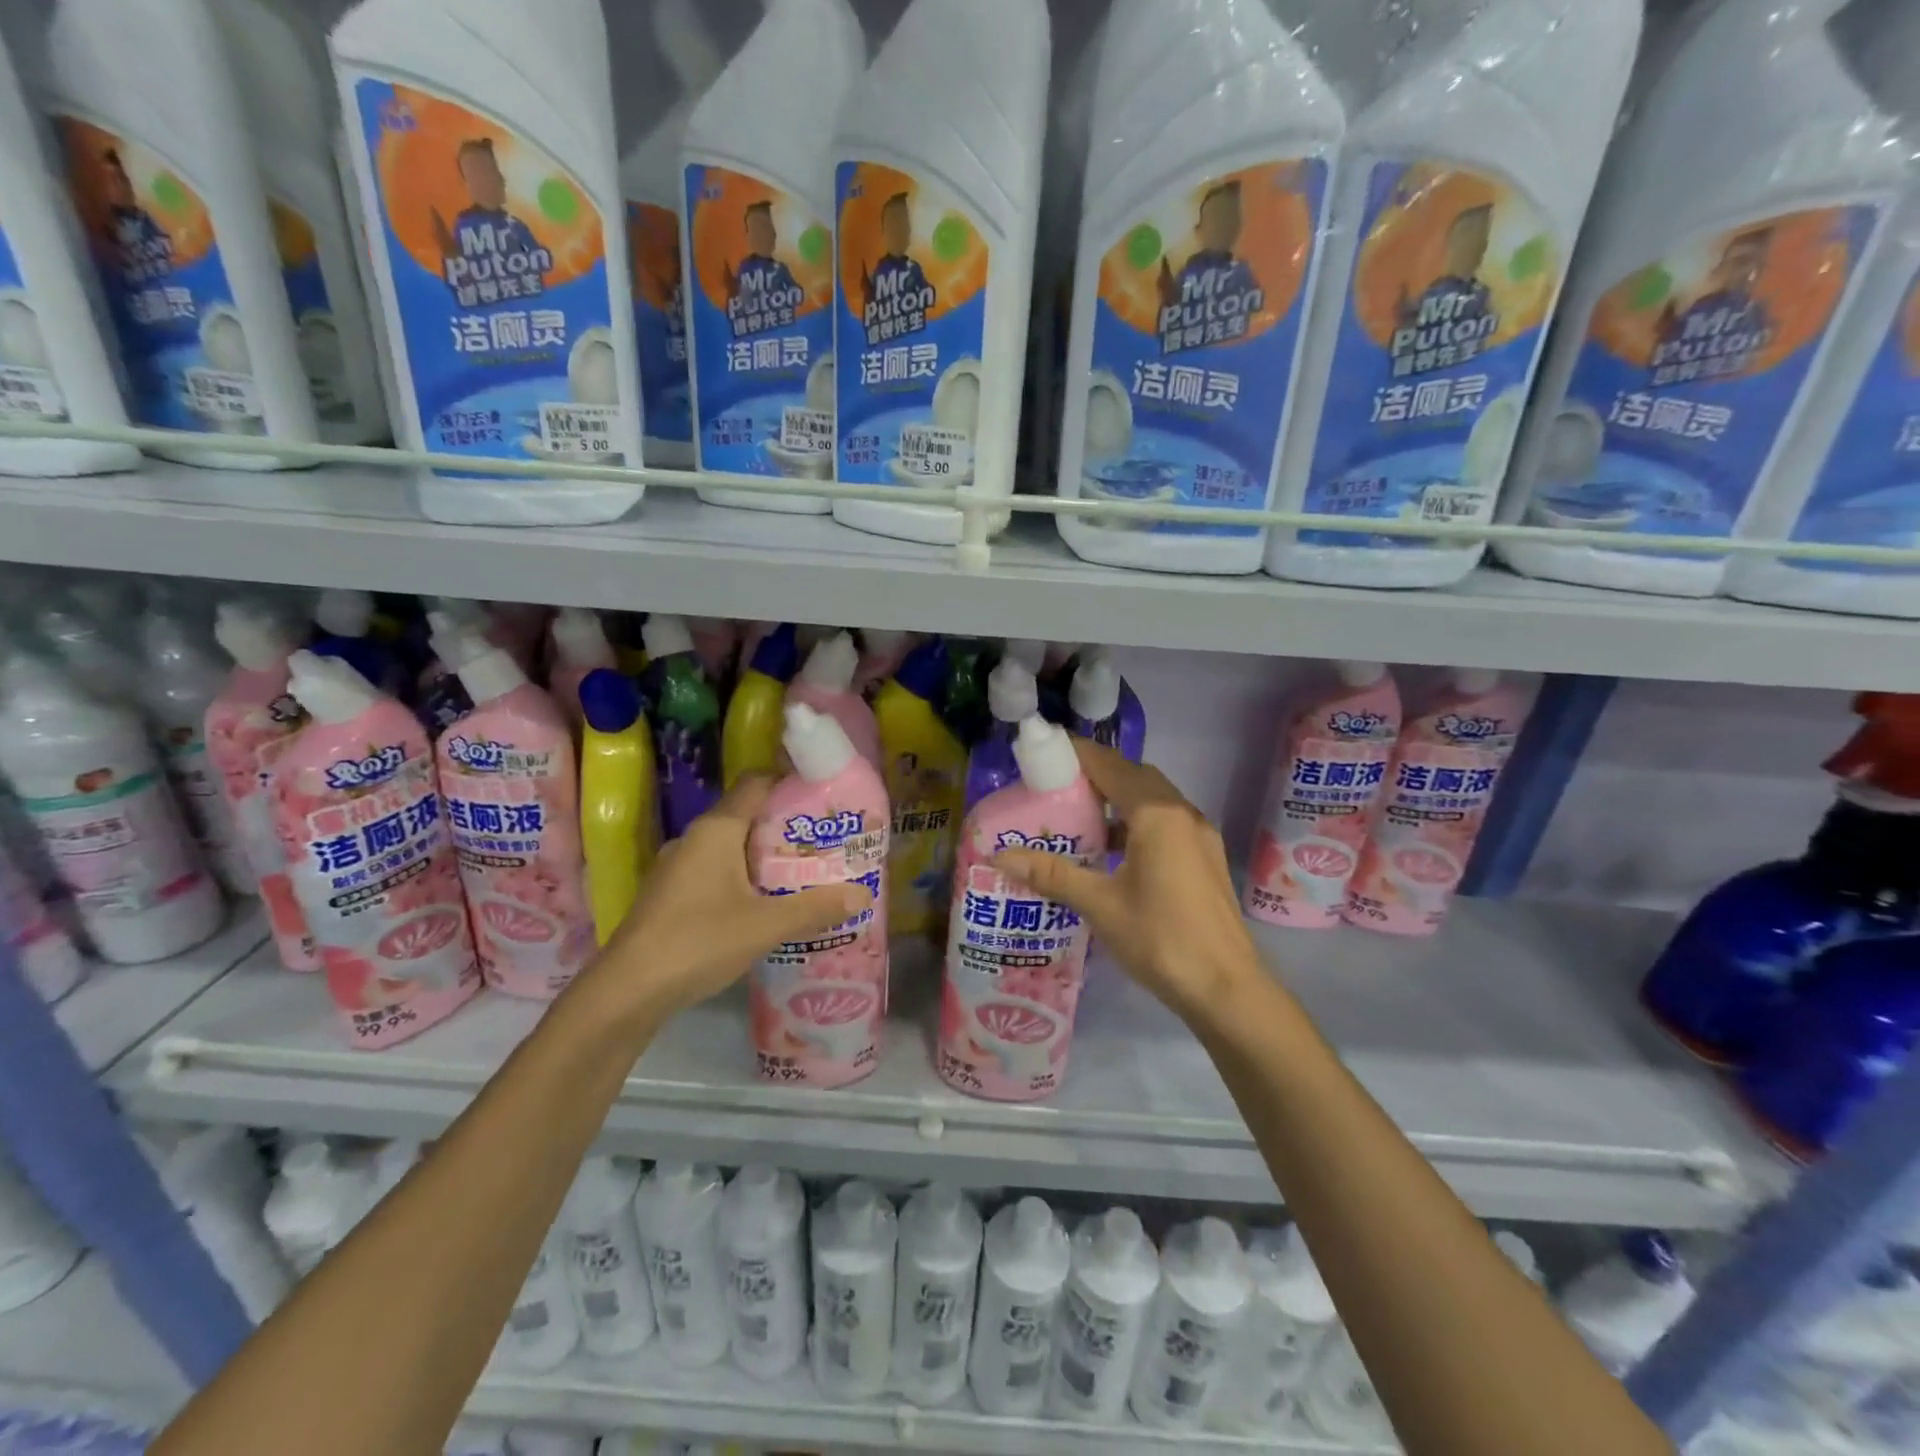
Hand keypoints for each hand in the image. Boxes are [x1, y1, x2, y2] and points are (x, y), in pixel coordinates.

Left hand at [588, 776, 870, 1025]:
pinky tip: (765, 905)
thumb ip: (815, 908)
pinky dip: (744, 878)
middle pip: (747, 816)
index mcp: (717, 830)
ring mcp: (678, 867)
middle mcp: (695, 838)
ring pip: (731, 847)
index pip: (756, 784)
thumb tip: (863, 895)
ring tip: (804, 874)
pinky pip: (716, 871)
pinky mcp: (671, 894)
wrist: (627, 991)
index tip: (824, 798)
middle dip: (786, 827)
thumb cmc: (698, 942)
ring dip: (765, 856)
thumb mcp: (766, 925)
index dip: (790, 783)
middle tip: (826, 843)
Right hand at [993, 739, 1264, 1026]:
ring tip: (1079, 817)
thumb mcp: (1100, 905)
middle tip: (1056, 787)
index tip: (1045, 753)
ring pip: (1153, 800)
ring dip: (1119, 799)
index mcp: (1156, 814)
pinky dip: (1137, 822)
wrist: (1227, 988)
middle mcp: (1182, 813)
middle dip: (1097, 775)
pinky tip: (1114, 852)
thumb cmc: (1160, 939)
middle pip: (1134, 776)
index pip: (1111, 766)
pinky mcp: (1205, 857)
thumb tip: (1000, 856)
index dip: (1078, 755)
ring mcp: (1199, 835)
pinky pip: (1166, 822)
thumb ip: (1051, 874)